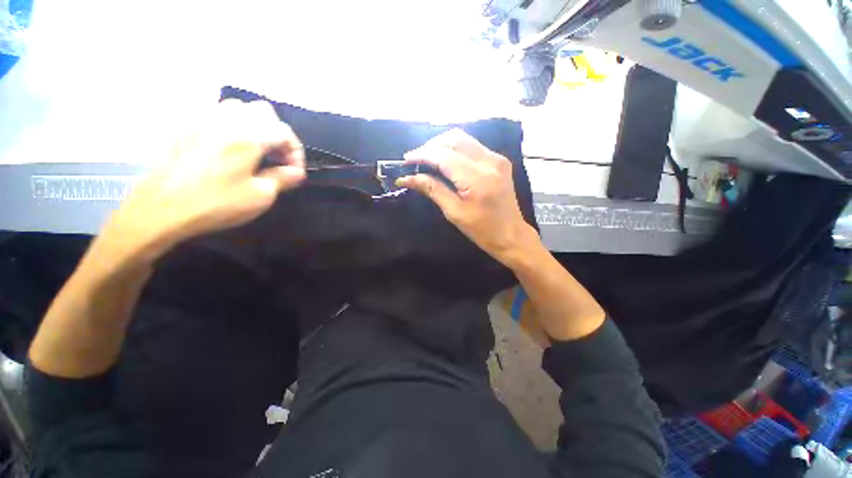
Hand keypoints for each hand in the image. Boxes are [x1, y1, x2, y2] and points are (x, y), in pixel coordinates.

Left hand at [100, 100, 305, 264]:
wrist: (161, 209)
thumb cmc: (216, 203)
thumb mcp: (259, 196)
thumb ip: (282, 179)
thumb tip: (296, 172)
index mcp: (249, 137)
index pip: (284, 132)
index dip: (296, 151)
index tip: (294, 171)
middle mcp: (227, 120)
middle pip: (263, 111)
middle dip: (276, 133)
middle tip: (276, 157)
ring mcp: (202, 119)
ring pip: (238, 107)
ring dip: (254, 125)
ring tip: (254, 149)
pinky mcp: (185, 126)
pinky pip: (214, 113)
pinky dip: (230, 125)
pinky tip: (227, 146)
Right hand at [398, 129, 534, 264]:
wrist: (512, 235)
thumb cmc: (482, 230)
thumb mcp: (454, 212)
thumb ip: (432, 189)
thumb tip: (407, 178)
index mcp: (477, 178)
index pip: (444, 156)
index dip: (423, 155)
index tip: (406, 160)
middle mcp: (490, 161)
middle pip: (455, 138)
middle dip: (432, 146)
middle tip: (417, 160)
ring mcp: (497, 159)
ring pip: (464, 139)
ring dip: (443, 145)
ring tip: (428, 159)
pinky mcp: (499, 161)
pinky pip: (473, 146)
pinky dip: (456, 150)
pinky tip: (446, 161)